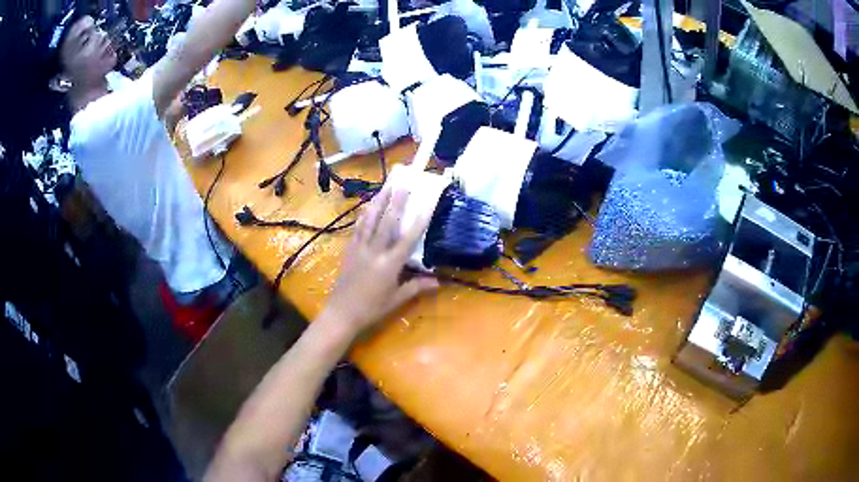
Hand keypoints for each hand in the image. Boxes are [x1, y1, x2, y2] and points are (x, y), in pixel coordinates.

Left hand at [321, 184, 438, 336]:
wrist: (340, 314)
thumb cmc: (371, 309)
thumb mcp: (396, 300)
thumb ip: (416, 287)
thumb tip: (438, 281)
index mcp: (389, 265)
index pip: (408, 238)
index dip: (420, 218)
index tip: (428, 200)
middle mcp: (375, 251)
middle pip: (387, 221)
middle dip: (397, 198)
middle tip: (405, 179)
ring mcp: (360, 248)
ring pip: (371, 219)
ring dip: (380, 199)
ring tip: (388, 183)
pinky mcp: (350, 249)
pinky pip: (358, 227)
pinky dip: (365, 213)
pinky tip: (369, 203)